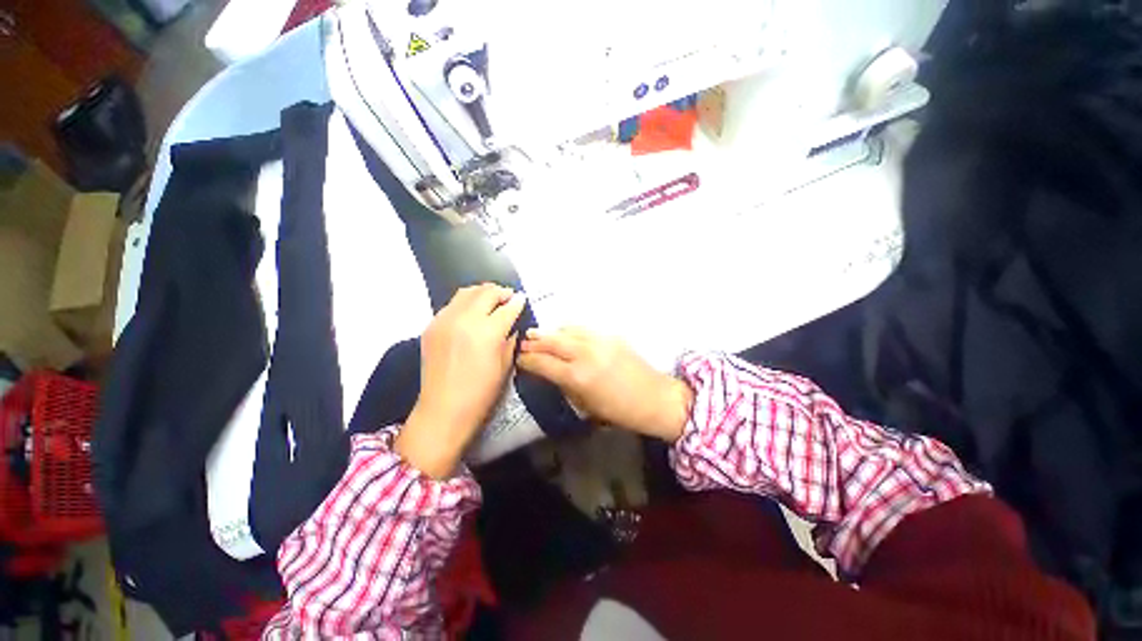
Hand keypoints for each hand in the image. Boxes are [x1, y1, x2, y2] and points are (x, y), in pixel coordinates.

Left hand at [396, 284, 525, 477]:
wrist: (443, 410)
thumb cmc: (481, 393)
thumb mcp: (505, 365)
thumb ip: (510, 339)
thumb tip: (512, 324)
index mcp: (487, 332)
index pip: (507, 308)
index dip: (518, 302)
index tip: (522, 299)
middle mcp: (465, 319)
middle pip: (486, 292)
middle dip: (501, 292)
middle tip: (509, 297)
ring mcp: (445, 320)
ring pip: (466, 292)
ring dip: (482, 293)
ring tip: (491, 300)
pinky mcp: (431, 326)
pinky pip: (451, 304)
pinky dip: (465, 303)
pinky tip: (471, 313)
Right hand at [518, 328, 692, 441]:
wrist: (654, 397)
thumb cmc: (619, 411)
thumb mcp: (585, 405)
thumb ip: (564, 385)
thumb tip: (549, 372)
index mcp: (577, 376)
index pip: (543, 363)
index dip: (527, 360)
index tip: (519, 359)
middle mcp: (585, 353)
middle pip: (551, 341)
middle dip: (534, 341)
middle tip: (523, 342)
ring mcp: (599, 340)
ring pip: (566, 330)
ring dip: (550, 333)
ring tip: (540, 335)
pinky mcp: (610, 334)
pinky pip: (583, 328)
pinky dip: (569, 331)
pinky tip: (565, 335)